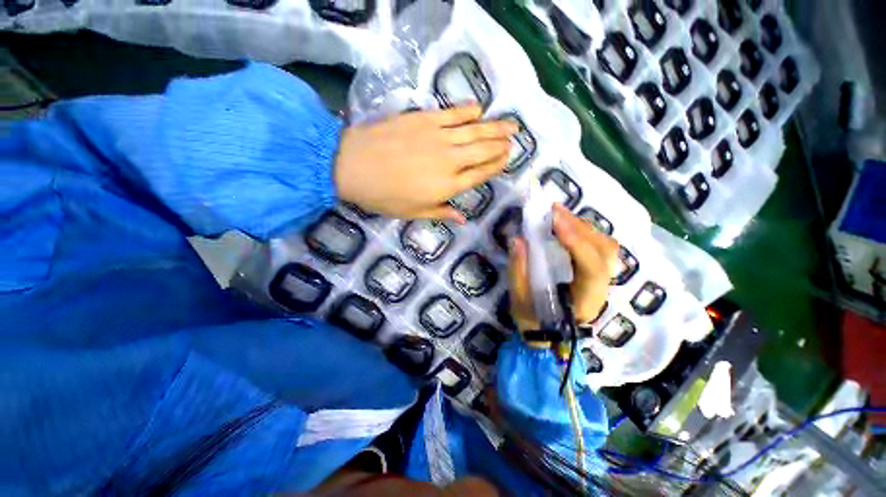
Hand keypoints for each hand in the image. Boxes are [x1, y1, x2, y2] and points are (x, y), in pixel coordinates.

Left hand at [334, 105, 516, 222]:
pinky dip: (468, 110)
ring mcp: (438, 137)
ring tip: (511, 124)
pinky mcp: (424, 118)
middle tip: (514, 140)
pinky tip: (479, 108)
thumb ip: (441, 212)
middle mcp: (449, 160)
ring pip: (474, 131)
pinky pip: (452, 113)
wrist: (352, 166)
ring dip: (495, 127)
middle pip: (482, 151)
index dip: (495, 166)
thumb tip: (462, 219)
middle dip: (500, 145)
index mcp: (448, 186)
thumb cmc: (383, 196)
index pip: (480, 174)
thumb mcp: (413, 213)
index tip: (507, 158)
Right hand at [508, 204, 618, 332]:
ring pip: (605, 246)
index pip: (591, 268)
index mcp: (585, 301)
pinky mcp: (596, 272)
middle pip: (604, 251)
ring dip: (582, 226)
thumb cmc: (535, 322)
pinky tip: (567, 224)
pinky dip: (584, 231)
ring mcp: (602, 279)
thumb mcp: (520, 302)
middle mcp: (601, 288)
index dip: (575, 243)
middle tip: (553, 210)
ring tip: (558, 214)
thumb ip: (519, 272)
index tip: (553, 221)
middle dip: (579, 227)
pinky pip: (599, 246)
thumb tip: (518, 240)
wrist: (550, 336)